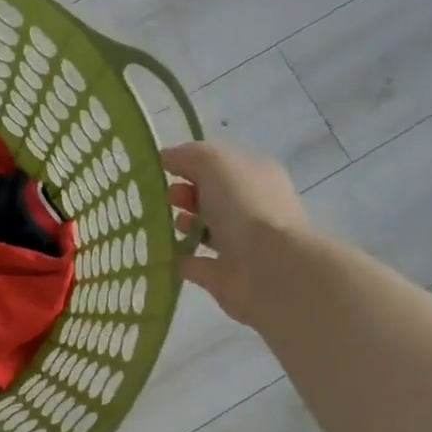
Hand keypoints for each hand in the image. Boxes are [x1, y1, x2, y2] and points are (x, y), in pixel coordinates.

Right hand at [161, 141, 309, 322]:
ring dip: (184, 225)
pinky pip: (197, 264)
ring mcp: (240, 245)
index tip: (165, 170)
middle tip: (168, 198)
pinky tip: (162, 253)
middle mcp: (252, 209)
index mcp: (257, 178)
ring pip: (206, 230)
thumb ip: (189, 156)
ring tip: (169, 224)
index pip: (222, 166)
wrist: (268, 267)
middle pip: (213, 197)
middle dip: (186, 194)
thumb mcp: (215, 163)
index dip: (193, 164)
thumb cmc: (244, 206)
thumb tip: (167, 157)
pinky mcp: (225, 276)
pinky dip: (180, 258)